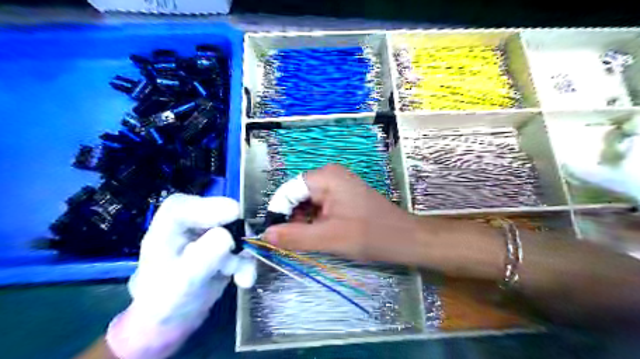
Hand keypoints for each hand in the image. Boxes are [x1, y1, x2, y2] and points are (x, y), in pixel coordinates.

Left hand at [105, 195, 255, 356]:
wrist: (173, 319)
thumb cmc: (165, 301)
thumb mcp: (182, 282)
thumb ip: (203, 257)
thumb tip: (228, 237)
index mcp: (173, 220)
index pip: (195, 204)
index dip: (217, 211)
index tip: (236, 223)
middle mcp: (194, 218)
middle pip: (226, 214)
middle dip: (238, 238)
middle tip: (241, 259)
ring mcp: (212, 229)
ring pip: (241, 230)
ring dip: (245, 254)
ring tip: (241, 277)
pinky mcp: (226, 242)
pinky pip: (245, 245)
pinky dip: (247, 262)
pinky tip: (243, 280)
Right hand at [265, 164, 504, 278]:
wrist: (406, 239)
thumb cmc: (370, 235)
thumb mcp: (329, 238)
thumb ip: (295, 236)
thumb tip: (265, 234)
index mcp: (325, 177)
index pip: (288, 191)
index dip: (278, 212)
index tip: (274, 236)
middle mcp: (330, 175)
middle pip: (297, 195)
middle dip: (292, 218)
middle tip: (293, 242)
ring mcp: (338, 184)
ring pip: (308, 202)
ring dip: (303, 221)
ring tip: (309, 241)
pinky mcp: (344, 195)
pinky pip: (320, 205)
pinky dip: (315, 220)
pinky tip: (321, 235)